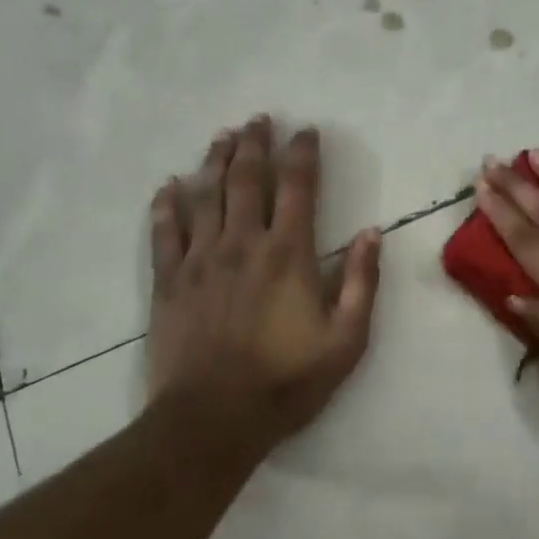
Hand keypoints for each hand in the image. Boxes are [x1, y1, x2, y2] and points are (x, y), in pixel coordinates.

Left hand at [147, 117, 380, 467]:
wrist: (213, 419)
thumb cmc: (287, 380)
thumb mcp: (347, 339)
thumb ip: (363, 282)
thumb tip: (373, 232)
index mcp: (289, 253)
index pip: (298, 188)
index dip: (303, 154)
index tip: (305, 131)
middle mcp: (243, 243)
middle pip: (248, 179)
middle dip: (256, 144)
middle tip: (258, 119)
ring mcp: (201, 260)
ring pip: (207, 196)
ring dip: (216, 162)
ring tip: (223, 136)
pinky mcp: (169, 282)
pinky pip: (165, 233)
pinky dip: (166, 206)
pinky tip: (168, 186)